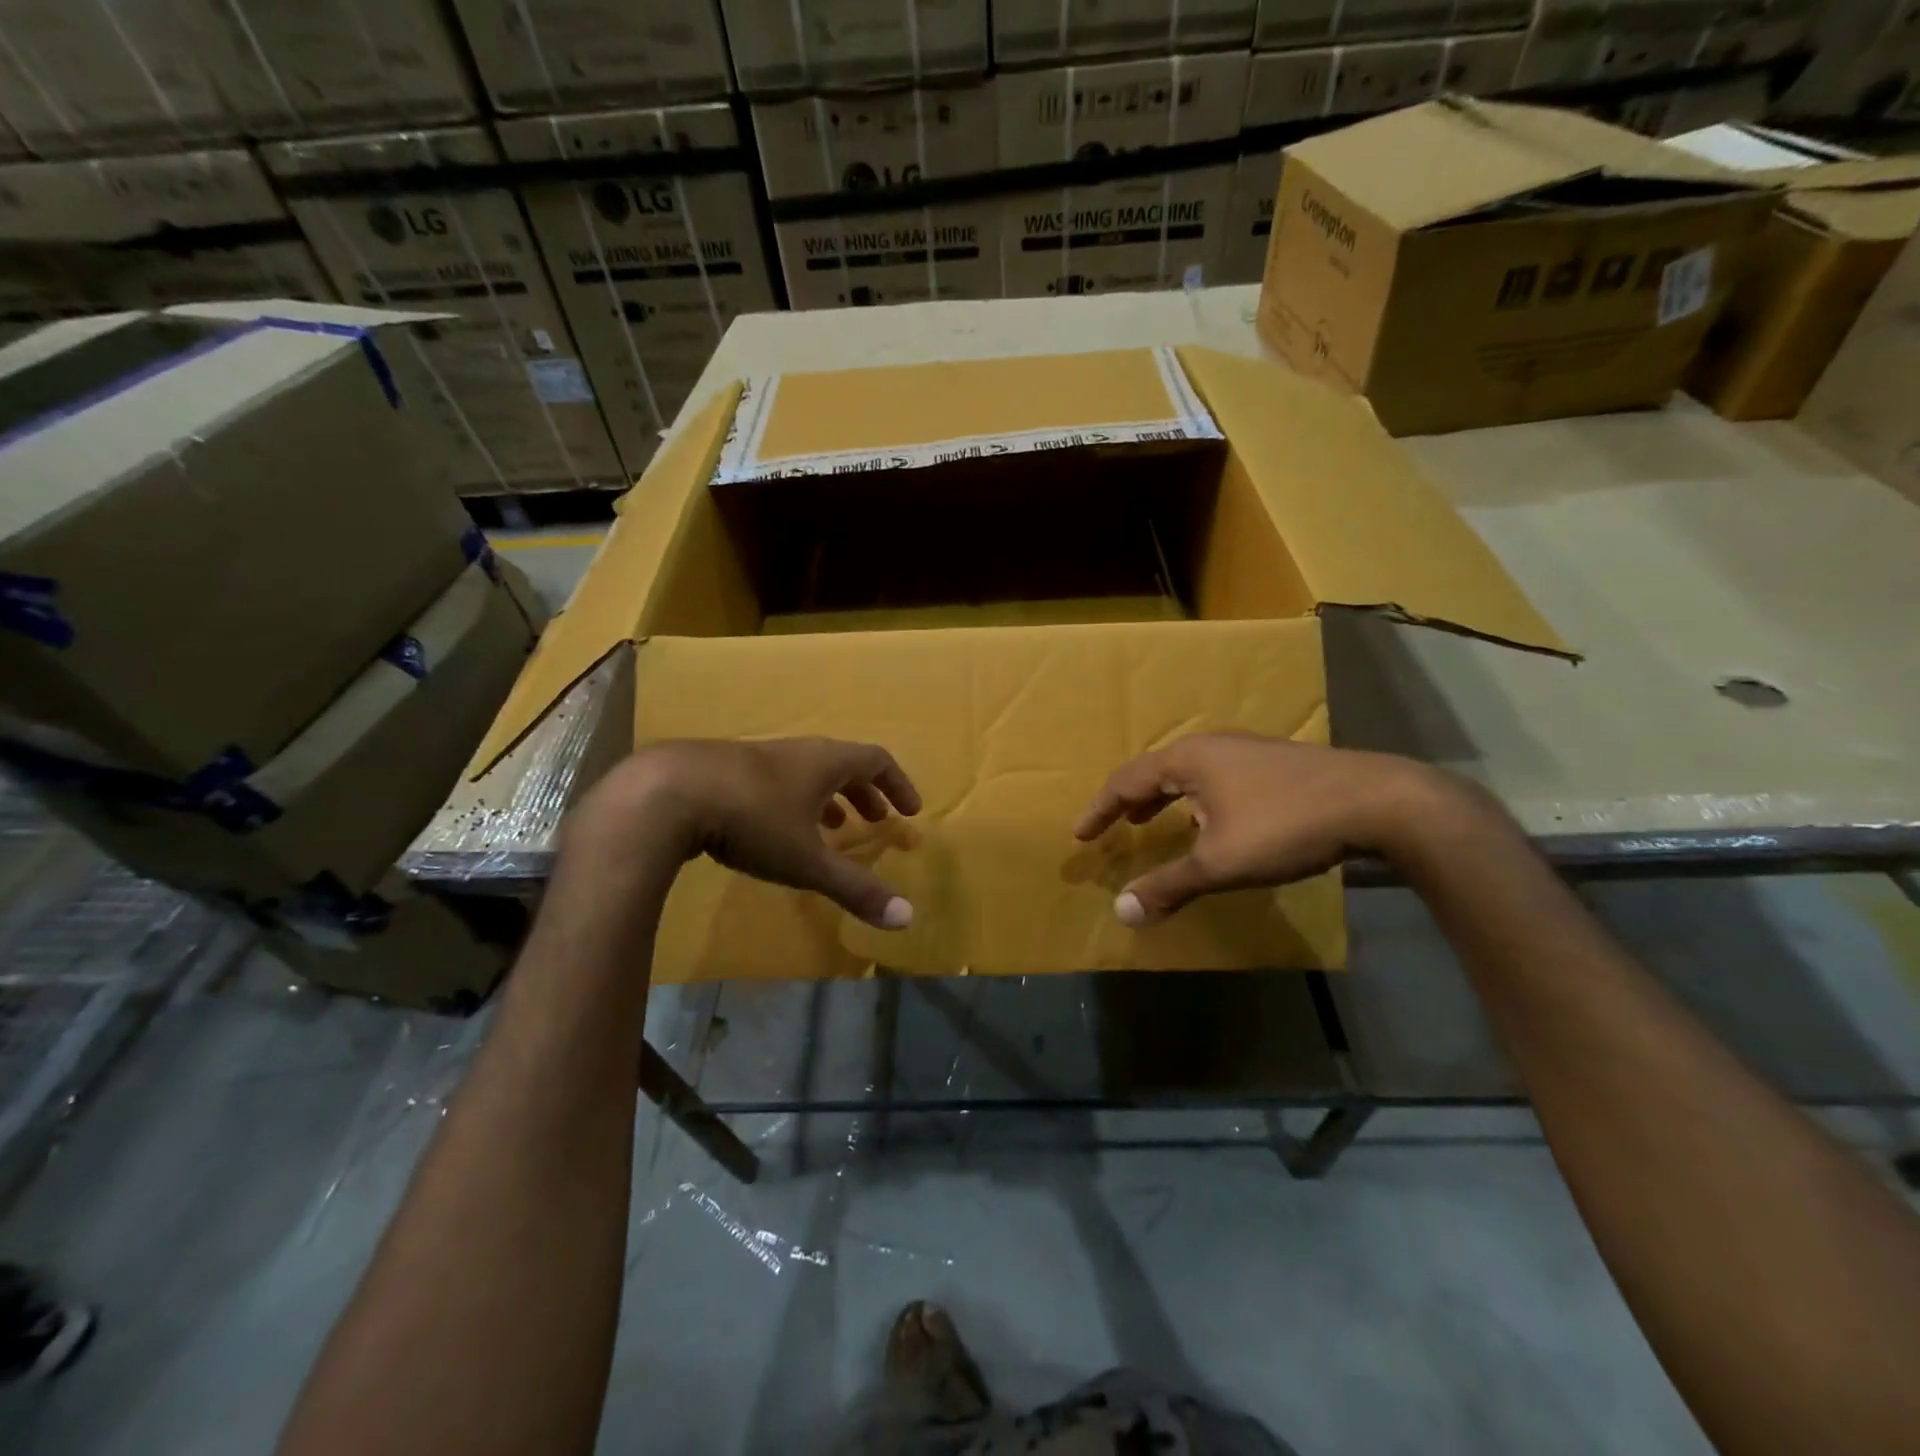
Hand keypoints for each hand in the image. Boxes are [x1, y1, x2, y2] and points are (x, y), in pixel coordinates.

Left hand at [565, 738, 921, 929]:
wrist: (665, 793)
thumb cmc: (751, 820)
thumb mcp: (806, 860)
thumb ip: (855, 888)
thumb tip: (907, 919)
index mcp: (823, 762)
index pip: (875, 761)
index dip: (898, 784)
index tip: (910, 810)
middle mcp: (795, 752)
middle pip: (842, 764)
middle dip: (864, 793)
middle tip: (875, 821)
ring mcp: (755, 757)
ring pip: (804, 773)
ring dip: (826, 798)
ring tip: (831, 830)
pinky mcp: (722, 770)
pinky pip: (773, 782)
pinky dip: (790, 803)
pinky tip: (773, 830)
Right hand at [1074, 733, 1461, 923]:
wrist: (1377, 802)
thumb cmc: (1284, 826)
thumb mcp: (1219, 864)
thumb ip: (1168, 886)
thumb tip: (1121, 911)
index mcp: (1188, 760)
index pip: (1127, 781)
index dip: (1100, 810)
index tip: (1080, 834)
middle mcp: (1212, 746)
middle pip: (1156, 771)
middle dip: (1132, 801)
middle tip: (1117, 826)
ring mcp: (1247, 751)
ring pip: (1190, 774)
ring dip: (1166, 799)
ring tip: (1155, 822)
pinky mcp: (1276, 764)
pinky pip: (1217, 779)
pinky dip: (1197, 800)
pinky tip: (1215, 821)